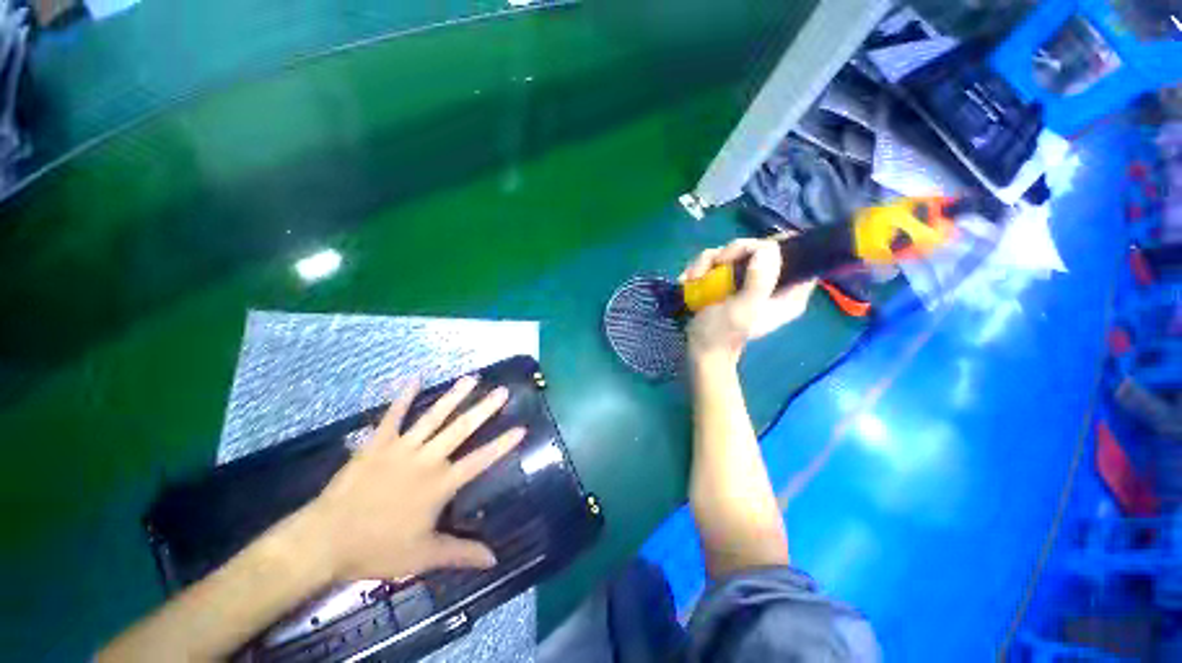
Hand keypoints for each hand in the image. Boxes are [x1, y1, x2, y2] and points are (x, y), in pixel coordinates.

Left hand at [295, 376, 525, 581]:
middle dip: (484, 409)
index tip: (521, 427)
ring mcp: (402, 448)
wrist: (326, 540)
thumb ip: (461, 553)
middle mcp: (427, 459)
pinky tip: (415, 378)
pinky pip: (393, 415)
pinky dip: (404, 397)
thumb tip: (494, 560)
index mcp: (441, 484)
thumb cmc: (378, 548)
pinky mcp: (378, 443)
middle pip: (461, 430)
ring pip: (434, 417)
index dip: (502, 444)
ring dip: (454, 397)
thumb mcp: (424, 556)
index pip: (480, 460)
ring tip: (471, 378)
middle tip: (502, 391)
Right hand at [679, 237, 816, 366]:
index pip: (797, 256)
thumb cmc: (722, 334)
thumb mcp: (743, 310)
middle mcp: (772, 283)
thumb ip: (759, 281)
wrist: (700, 347)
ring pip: (734, 252)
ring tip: (694, 277)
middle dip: (733, 253)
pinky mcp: (730, 280)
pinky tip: (689, 279)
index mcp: (788, 293)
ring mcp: (748, 280)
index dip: (777, 246)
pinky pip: (718, 261)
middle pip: (760, 248)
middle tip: (717, 264)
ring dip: (709, 261)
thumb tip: (767, 249)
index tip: (749, 252)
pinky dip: (701, 267)